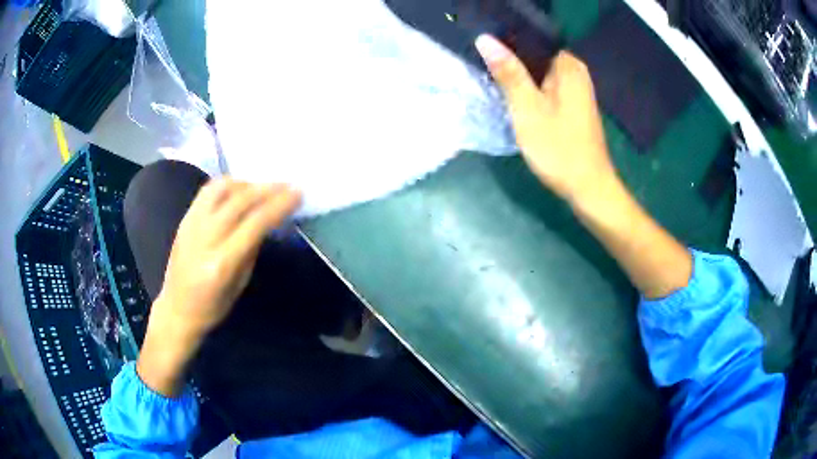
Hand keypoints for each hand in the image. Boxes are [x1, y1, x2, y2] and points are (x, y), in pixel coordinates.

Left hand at [137, 179, 300, 395]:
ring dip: (246, 183)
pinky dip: (227, 184)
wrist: (176, 309)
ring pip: (221, 189)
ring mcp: (191, 225)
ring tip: (262, 187)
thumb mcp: (239, 284)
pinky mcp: (184, 219)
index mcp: (221, 263)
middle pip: (239, 201)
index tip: (297, 194)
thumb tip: (266, 221)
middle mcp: (204, 238)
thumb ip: (251, 249)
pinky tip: (238, 188)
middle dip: (267, 189)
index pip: (255, 224)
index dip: (278, 205)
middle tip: (287, 185)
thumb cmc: (212, 307)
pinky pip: (207, 191)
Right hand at [475, 35, 616, 203]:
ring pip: (538, 73)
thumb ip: (508, 73)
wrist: (588, 188)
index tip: (483, 52)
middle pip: (534, 56)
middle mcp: (575, 72)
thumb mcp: (528, 109)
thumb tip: (485, 39)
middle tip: (485, 70)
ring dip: (519, 79)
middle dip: (511, 63)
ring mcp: (575, 89)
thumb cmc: (559, 148)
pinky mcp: (572, 105)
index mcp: (568, 65)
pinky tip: (516, 100)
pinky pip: (546, 88)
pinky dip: (530, 92)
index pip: (531, 39)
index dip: (505, 43)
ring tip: (495, 82)